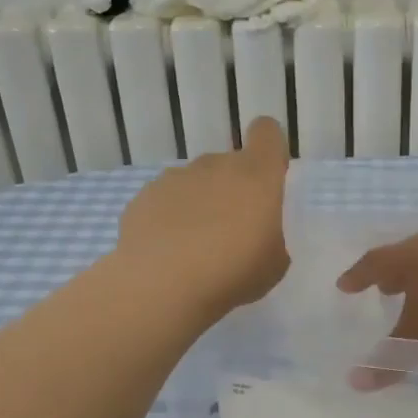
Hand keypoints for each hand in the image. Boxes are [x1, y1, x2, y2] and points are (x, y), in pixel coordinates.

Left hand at [118, 116, 290, 314]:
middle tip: (232, 234)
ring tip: (195, 249)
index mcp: (256, 175)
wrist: (161, 284)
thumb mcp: (274, 265)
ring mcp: (175, 178)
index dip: (269, 149)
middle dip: (233, 191)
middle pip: (229, 165)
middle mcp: (215, 165)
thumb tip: (257, 235)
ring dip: (200, 205)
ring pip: (195, 184)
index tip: (269, 178)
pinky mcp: (143, 197)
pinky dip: (169, 220)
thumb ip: (271, 239)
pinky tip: (167, 254)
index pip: (267, 133)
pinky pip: (165, 202)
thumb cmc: (233, 271)